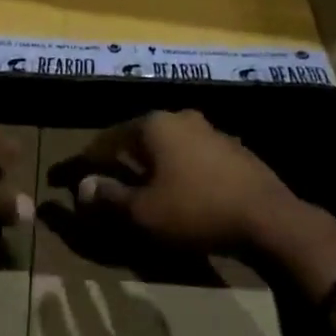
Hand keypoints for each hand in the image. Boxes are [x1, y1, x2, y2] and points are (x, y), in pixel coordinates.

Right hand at [75, 110, 301, 252]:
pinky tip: (177, 189)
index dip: (84, 161)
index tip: (66, 178)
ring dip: (148, 163)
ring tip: (138, 185)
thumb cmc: (196, 210)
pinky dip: (175, 169)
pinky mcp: (231, 148)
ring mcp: (208, 129)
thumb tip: (82, 188)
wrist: (269, 218)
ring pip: (165, 145)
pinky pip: (189, 156)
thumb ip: (109, 198)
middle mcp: (178, 117)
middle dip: (117, 159)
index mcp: (153, 125)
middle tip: (102, 179)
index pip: (106, 140)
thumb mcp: (144, 212)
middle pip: (136, 138)